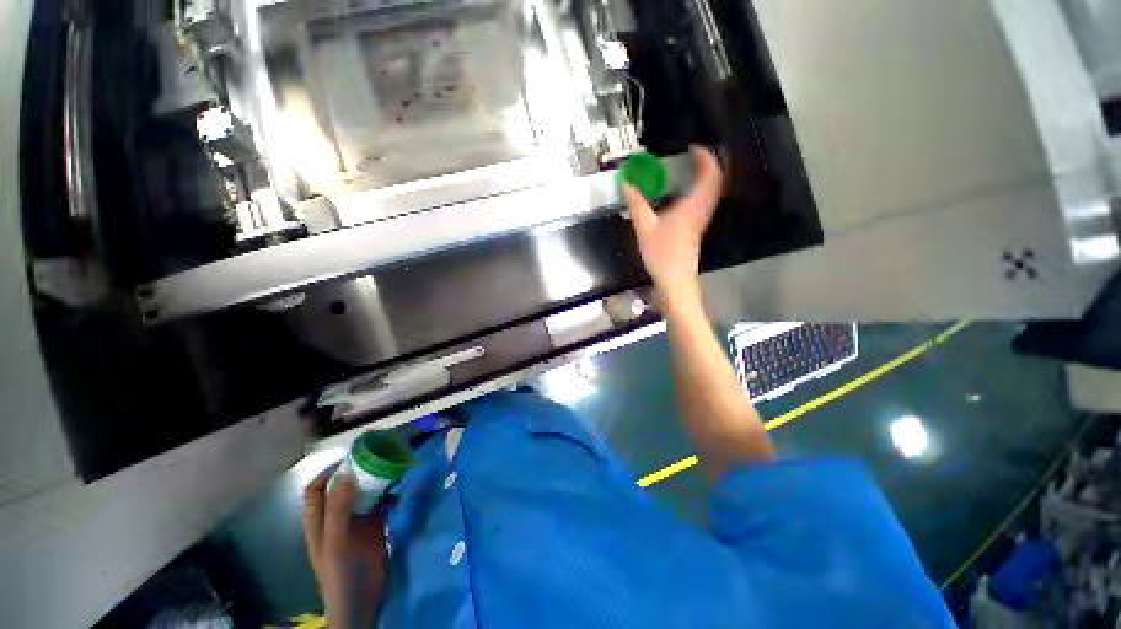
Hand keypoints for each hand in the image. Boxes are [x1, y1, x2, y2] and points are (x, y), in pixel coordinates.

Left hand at [304, 465, 390, 628]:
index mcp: (320, 522)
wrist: (363, 602)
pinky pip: (382, 504)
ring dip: (376, 481)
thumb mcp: (336, 542)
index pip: (316, 489)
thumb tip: (347, 474)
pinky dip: (389, 493)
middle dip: (358, 471)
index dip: (328, 472)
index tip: (350, 459)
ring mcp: (357, 523)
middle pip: (343, 487)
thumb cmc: (342, 573)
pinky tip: (400, 489)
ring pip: (364, 493)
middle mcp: (337, 518)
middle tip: (378, 457)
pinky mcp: (375, 528)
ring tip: (392, 467)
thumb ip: (338, 509)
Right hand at [624, 146, 722, 299]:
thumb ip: (636, 204)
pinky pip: (706, 203)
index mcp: (692, 206)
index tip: (695, 147)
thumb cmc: (662, 254)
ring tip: (694, 170)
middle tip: (696, 155)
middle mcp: (701, 211)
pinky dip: (702, 192)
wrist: (676, 280)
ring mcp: (701, 221)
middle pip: (715, 182)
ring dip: (707, 178)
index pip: (708, 175)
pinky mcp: (697, 230)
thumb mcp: (644, 227)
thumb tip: (626, 184)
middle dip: (709, 165)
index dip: (705, 158)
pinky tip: (688, 195)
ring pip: (712, 193)